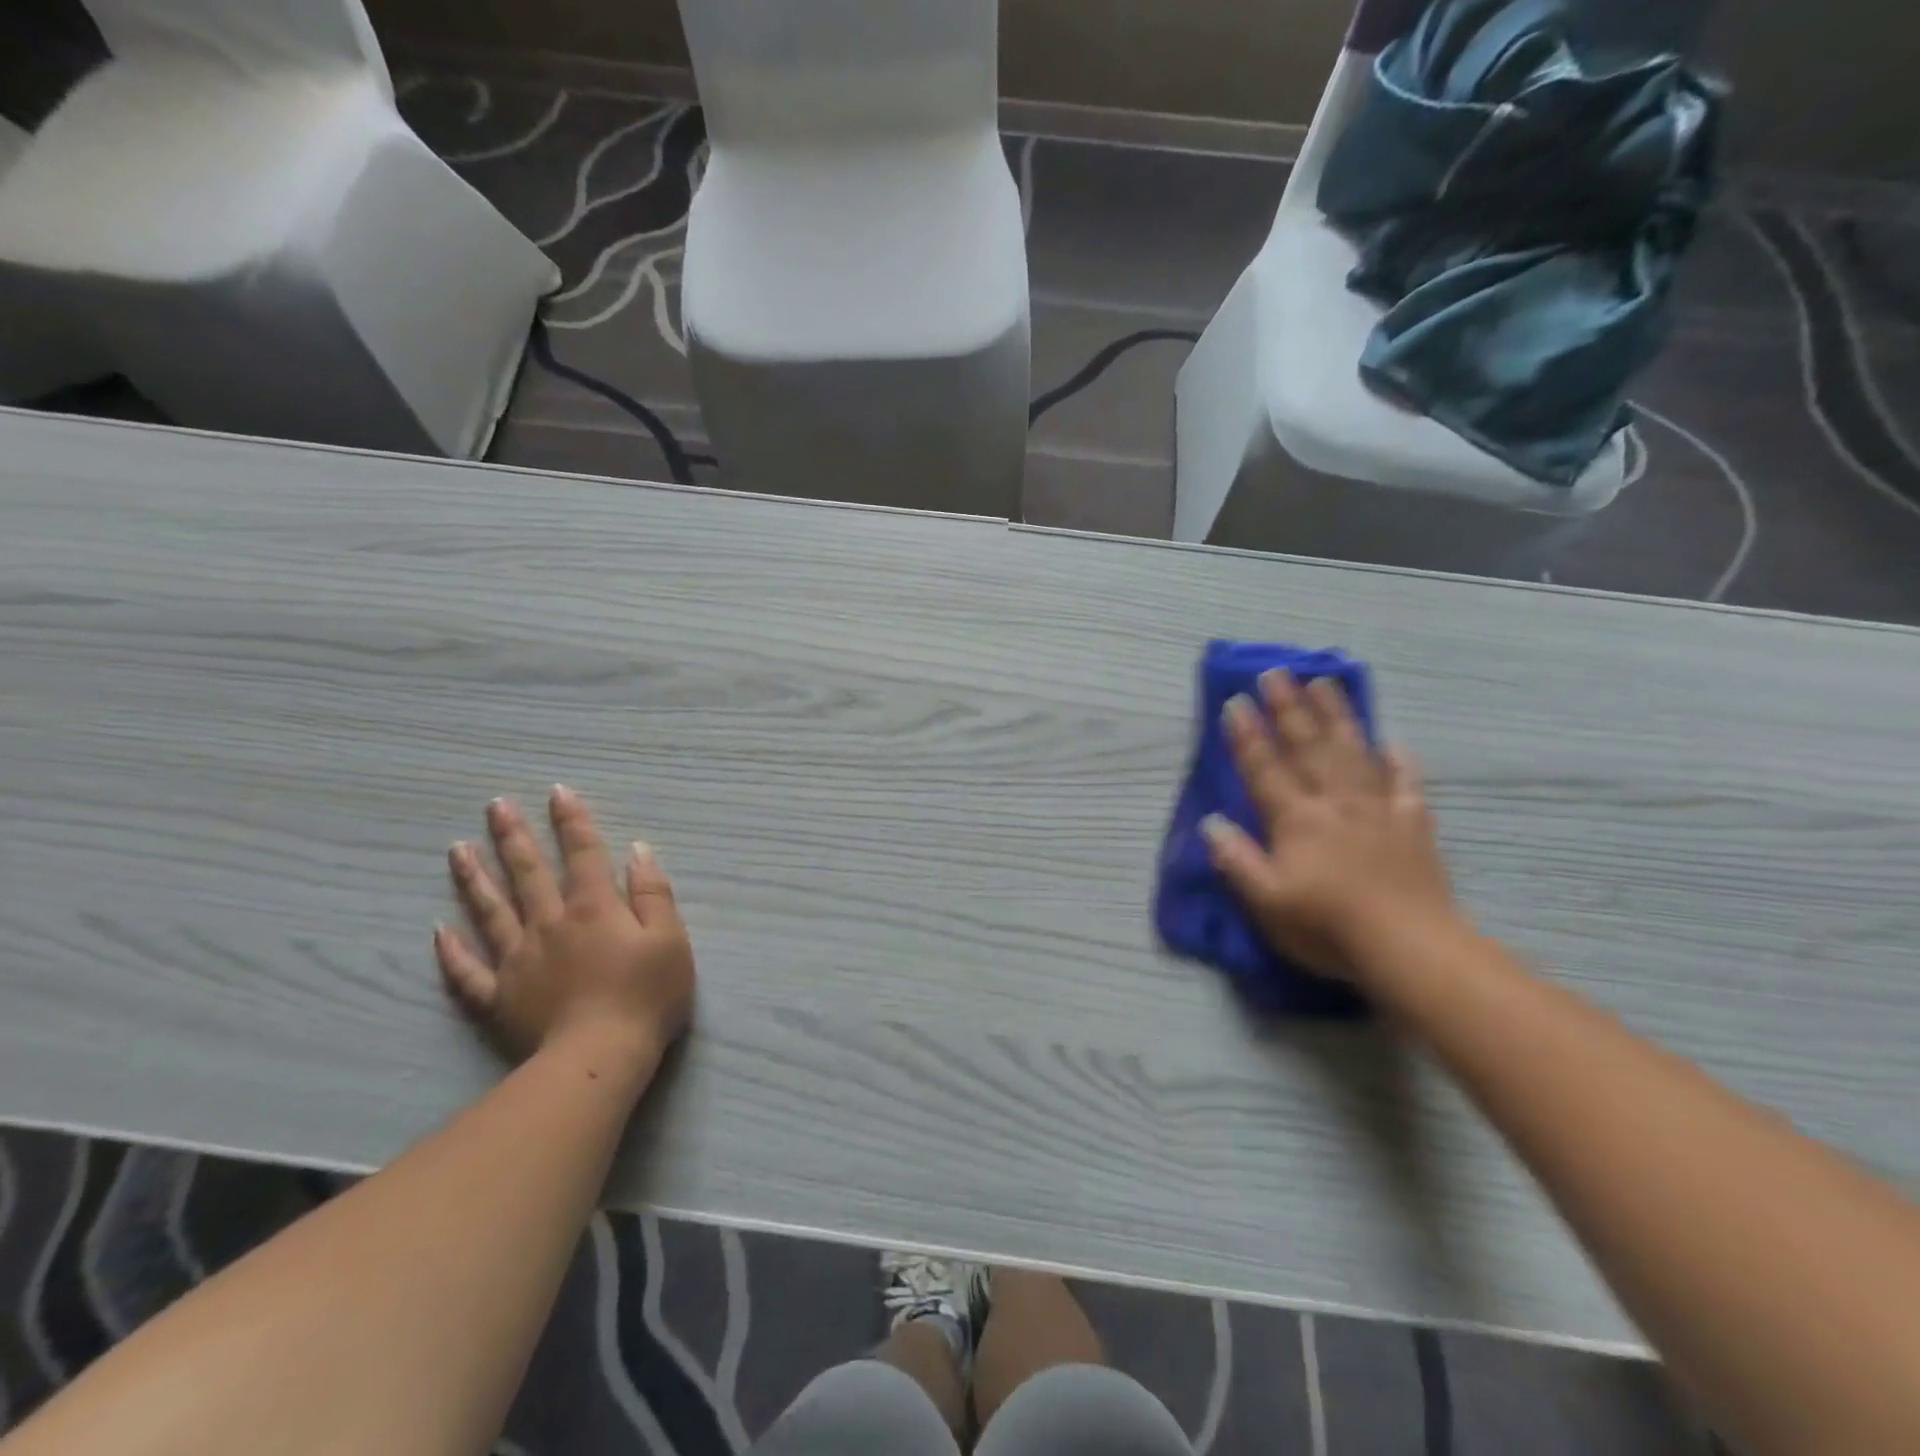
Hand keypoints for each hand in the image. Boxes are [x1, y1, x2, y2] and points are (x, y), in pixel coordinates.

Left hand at [435, 786, 694, 1069]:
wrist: (600, 1057)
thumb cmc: (646, 995)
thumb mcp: (671, 939)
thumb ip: (654, 893)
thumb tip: (638, 851)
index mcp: (595, 908)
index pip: (583, 853)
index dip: (572, 821)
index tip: (557, 791)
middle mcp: (551, 924)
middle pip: (528, 873)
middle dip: (512, 836)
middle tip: (494, 806)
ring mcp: (518, 960)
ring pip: (490, 911)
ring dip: (474, 878)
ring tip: (457, 849)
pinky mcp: (499, 998)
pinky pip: (468, 972)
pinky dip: (451, 951)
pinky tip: (438, 931)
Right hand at [1201, 671, 1459, 983]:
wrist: (1409, 948)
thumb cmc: (1328, 926)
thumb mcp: (1266, 901)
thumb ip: (1236, 859)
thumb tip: (1211, 824)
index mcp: (1296, 820)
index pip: (1264, 769)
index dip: (1247, 736)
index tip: (1236, 702)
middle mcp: (1335, 803)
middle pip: (1309, 747)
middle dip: (1289, 709)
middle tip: (1277, 673)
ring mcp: (1378, 810)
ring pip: (1354, 752)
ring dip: (1337, 716)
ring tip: (1324, 684)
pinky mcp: (1413, 826)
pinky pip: (1406, 784)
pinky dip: (1400, 762)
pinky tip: (1394, 743)